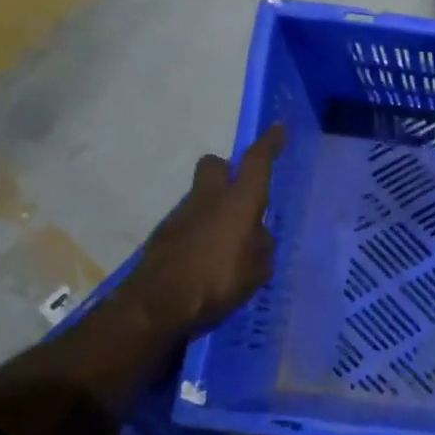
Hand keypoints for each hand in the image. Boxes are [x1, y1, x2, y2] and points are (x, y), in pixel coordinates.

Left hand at [120, 125, 285, 335]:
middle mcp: (208, 201)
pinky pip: (190, 223)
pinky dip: (201, 233)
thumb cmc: (217, 283)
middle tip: (242, 193)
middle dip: (228, 170)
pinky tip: (208, 261)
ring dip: (215, 208)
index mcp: (238, 204)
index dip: (269, 144)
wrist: (156, 306)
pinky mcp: (164, 237)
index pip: (256, 163)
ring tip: (230, 244)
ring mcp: (181, 217)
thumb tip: (256, 237)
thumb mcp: (257, 271)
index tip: (278, 128)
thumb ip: (260, 247)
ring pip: (201, 196)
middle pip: (215, 166)